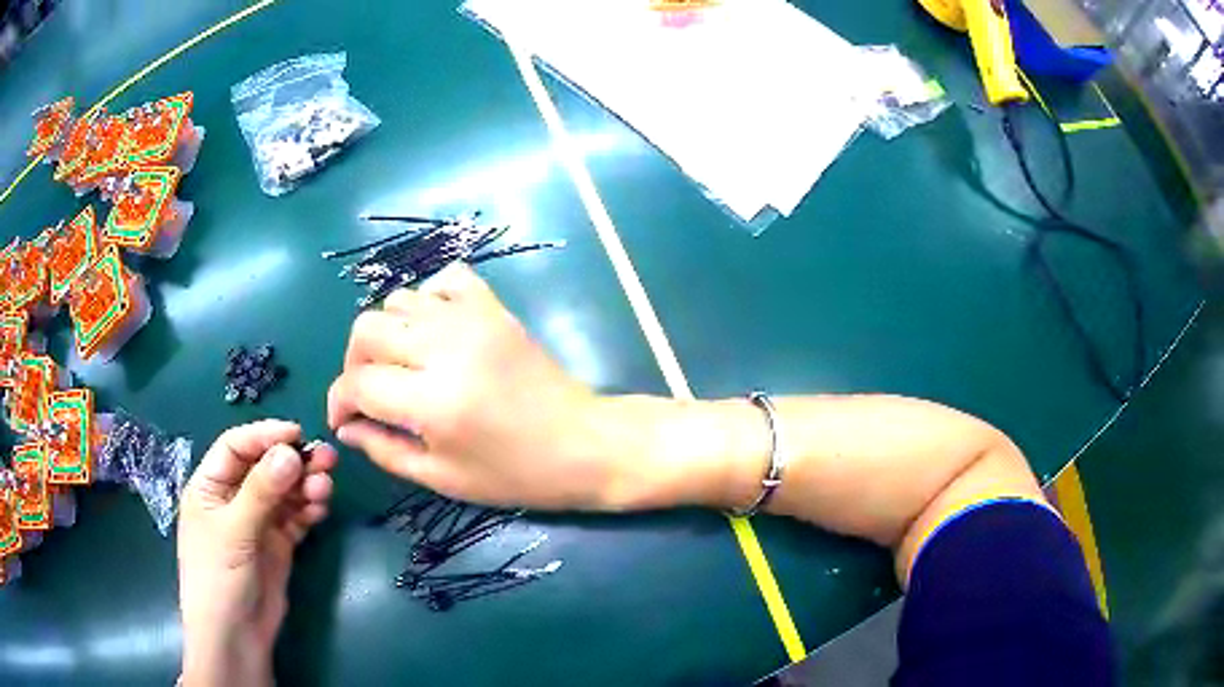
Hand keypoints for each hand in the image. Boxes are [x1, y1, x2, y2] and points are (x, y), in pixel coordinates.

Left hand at [177, 421, 336, 686]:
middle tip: (327, 458)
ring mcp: (256, 523)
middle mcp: (233, 499)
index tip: (298, 435)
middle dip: (293, 461)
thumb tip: (291, 452)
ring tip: (326, 487)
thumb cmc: (219, 578)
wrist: (236, 637)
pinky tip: (321, 507)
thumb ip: (260, 491)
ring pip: (283, 492)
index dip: (264, 436)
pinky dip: (308, 509)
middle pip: (264, 468)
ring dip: (305, 485)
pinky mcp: (277, 544)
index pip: (236, 447)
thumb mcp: (234, 531)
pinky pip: (295, 517)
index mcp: (210, 486)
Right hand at [328, 264, 614, 508]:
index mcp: (433, 401)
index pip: (358, 383)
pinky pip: (444, 280)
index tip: (344, 419)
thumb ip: (385, 450)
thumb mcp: (444, 478)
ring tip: (400, 367)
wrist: (583, 442)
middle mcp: (446, 347)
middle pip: (366, 330)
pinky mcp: (493, 307)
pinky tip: (432, 332)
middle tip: (369, 394)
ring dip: (385, 334)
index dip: (339, 402)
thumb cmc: (516, 473)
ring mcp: (472, 318)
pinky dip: (426, 301)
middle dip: (354, 364)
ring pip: (397, 301)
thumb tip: (346, 426)